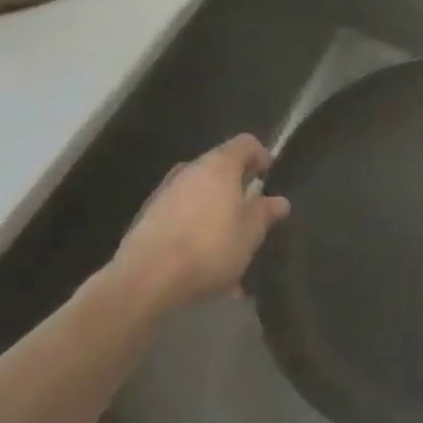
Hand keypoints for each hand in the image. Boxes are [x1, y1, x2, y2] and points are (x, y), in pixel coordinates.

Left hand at [110, 134, 289, 309]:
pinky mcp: (145, 218)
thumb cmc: (209, 248)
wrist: (144, 280)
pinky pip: (179, 215)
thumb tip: (278, 201)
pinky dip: (192, 228)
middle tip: (248, 214)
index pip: (245, 143)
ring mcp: (164, 192)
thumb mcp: (249, 234)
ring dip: (213, 211)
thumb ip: (265, 213)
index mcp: (219, 165)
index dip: (260, 155)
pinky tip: (198, 262)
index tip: (268, 177)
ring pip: (198, 194)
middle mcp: (190, 169)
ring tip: (224, 246)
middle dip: (235, 188)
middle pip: (219, 167)